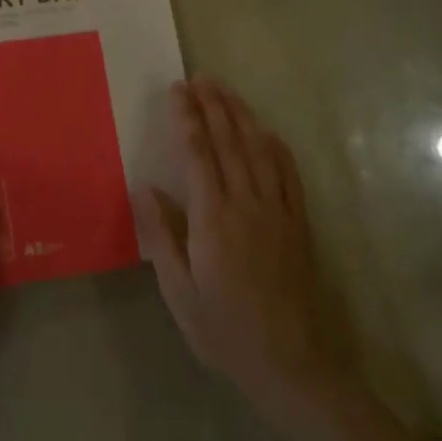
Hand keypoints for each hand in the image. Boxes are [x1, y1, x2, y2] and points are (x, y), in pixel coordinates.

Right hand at [134, 78, 341, 424]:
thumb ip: (161, 236)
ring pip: (259, 149)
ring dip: (241, 115)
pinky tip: (265, 131)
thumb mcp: (179, 292)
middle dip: (213, 105)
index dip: (187, 118)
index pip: (198, 154)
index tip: (177, 91)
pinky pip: (287, 172)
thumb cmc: (224, 330)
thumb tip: (144, 187)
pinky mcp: (297, 222)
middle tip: (200, 77)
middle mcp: (247, 204)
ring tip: (226, 91)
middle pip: (230, 142)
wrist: (290, 363)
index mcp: (213, 219)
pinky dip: (274, 144)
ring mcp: (277, 210)